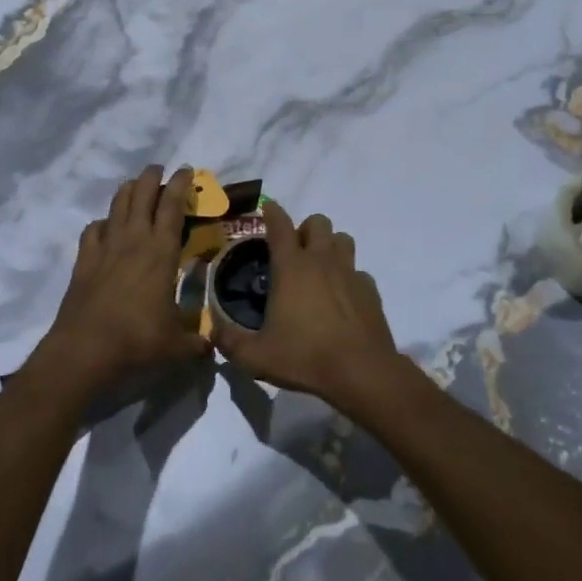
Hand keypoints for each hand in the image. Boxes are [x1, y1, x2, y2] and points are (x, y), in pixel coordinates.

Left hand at [34, 165, 207, 397]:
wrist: (85, 350)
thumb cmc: (138, 341)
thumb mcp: (178, 346)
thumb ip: (198, 343)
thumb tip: (212, 347)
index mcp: (161, 252)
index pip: (172, 206)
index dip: (180, 184)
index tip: (186, 170)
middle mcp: (133, 240)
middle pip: (141, 194)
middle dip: (152, 177)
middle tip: (160, 170)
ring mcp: (105, 247)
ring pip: (116, 205)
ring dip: (128, 191)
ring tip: (135, 187)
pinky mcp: (83, 260)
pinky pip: (93, 229)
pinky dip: (103, 223)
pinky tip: (106, 229)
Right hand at [213, 201, 406, 415]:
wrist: (361, 372)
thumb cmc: (306, 357)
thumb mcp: (257, 357)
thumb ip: (230, 342)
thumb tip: (211, 333)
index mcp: (291, 267)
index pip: (280, 225)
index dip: (272, 212)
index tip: (268, 208)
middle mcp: (321, 261)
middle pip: (318, 222)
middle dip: (305, 229)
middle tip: (294, 252)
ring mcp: (349, 273)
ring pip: (342, 239)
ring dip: (330, 245)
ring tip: (319, 267)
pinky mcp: (370, 290)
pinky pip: (358, 271)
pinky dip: (348, 276)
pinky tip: (341, 297)